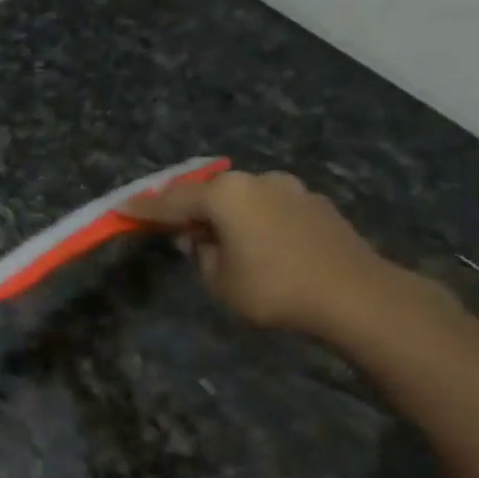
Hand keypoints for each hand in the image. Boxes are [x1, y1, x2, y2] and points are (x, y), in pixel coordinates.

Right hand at [122, 169, 414, 340]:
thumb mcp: (219, 280)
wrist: (357, 296)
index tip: (121, 208)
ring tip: (212, 237)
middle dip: (187, 207)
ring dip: (223, 213)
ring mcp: (291, 189)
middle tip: (168, 224)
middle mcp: (257, 181)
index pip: (172, 201)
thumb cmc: (274, 289)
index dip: (144, 208)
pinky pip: (268, 207)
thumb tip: (199, 239)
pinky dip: (251, 219)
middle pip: (208, 191)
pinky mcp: (315, 204)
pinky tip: (252, 241)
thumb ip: (201, 254)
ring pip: (241, 197)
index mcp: (226, 194)